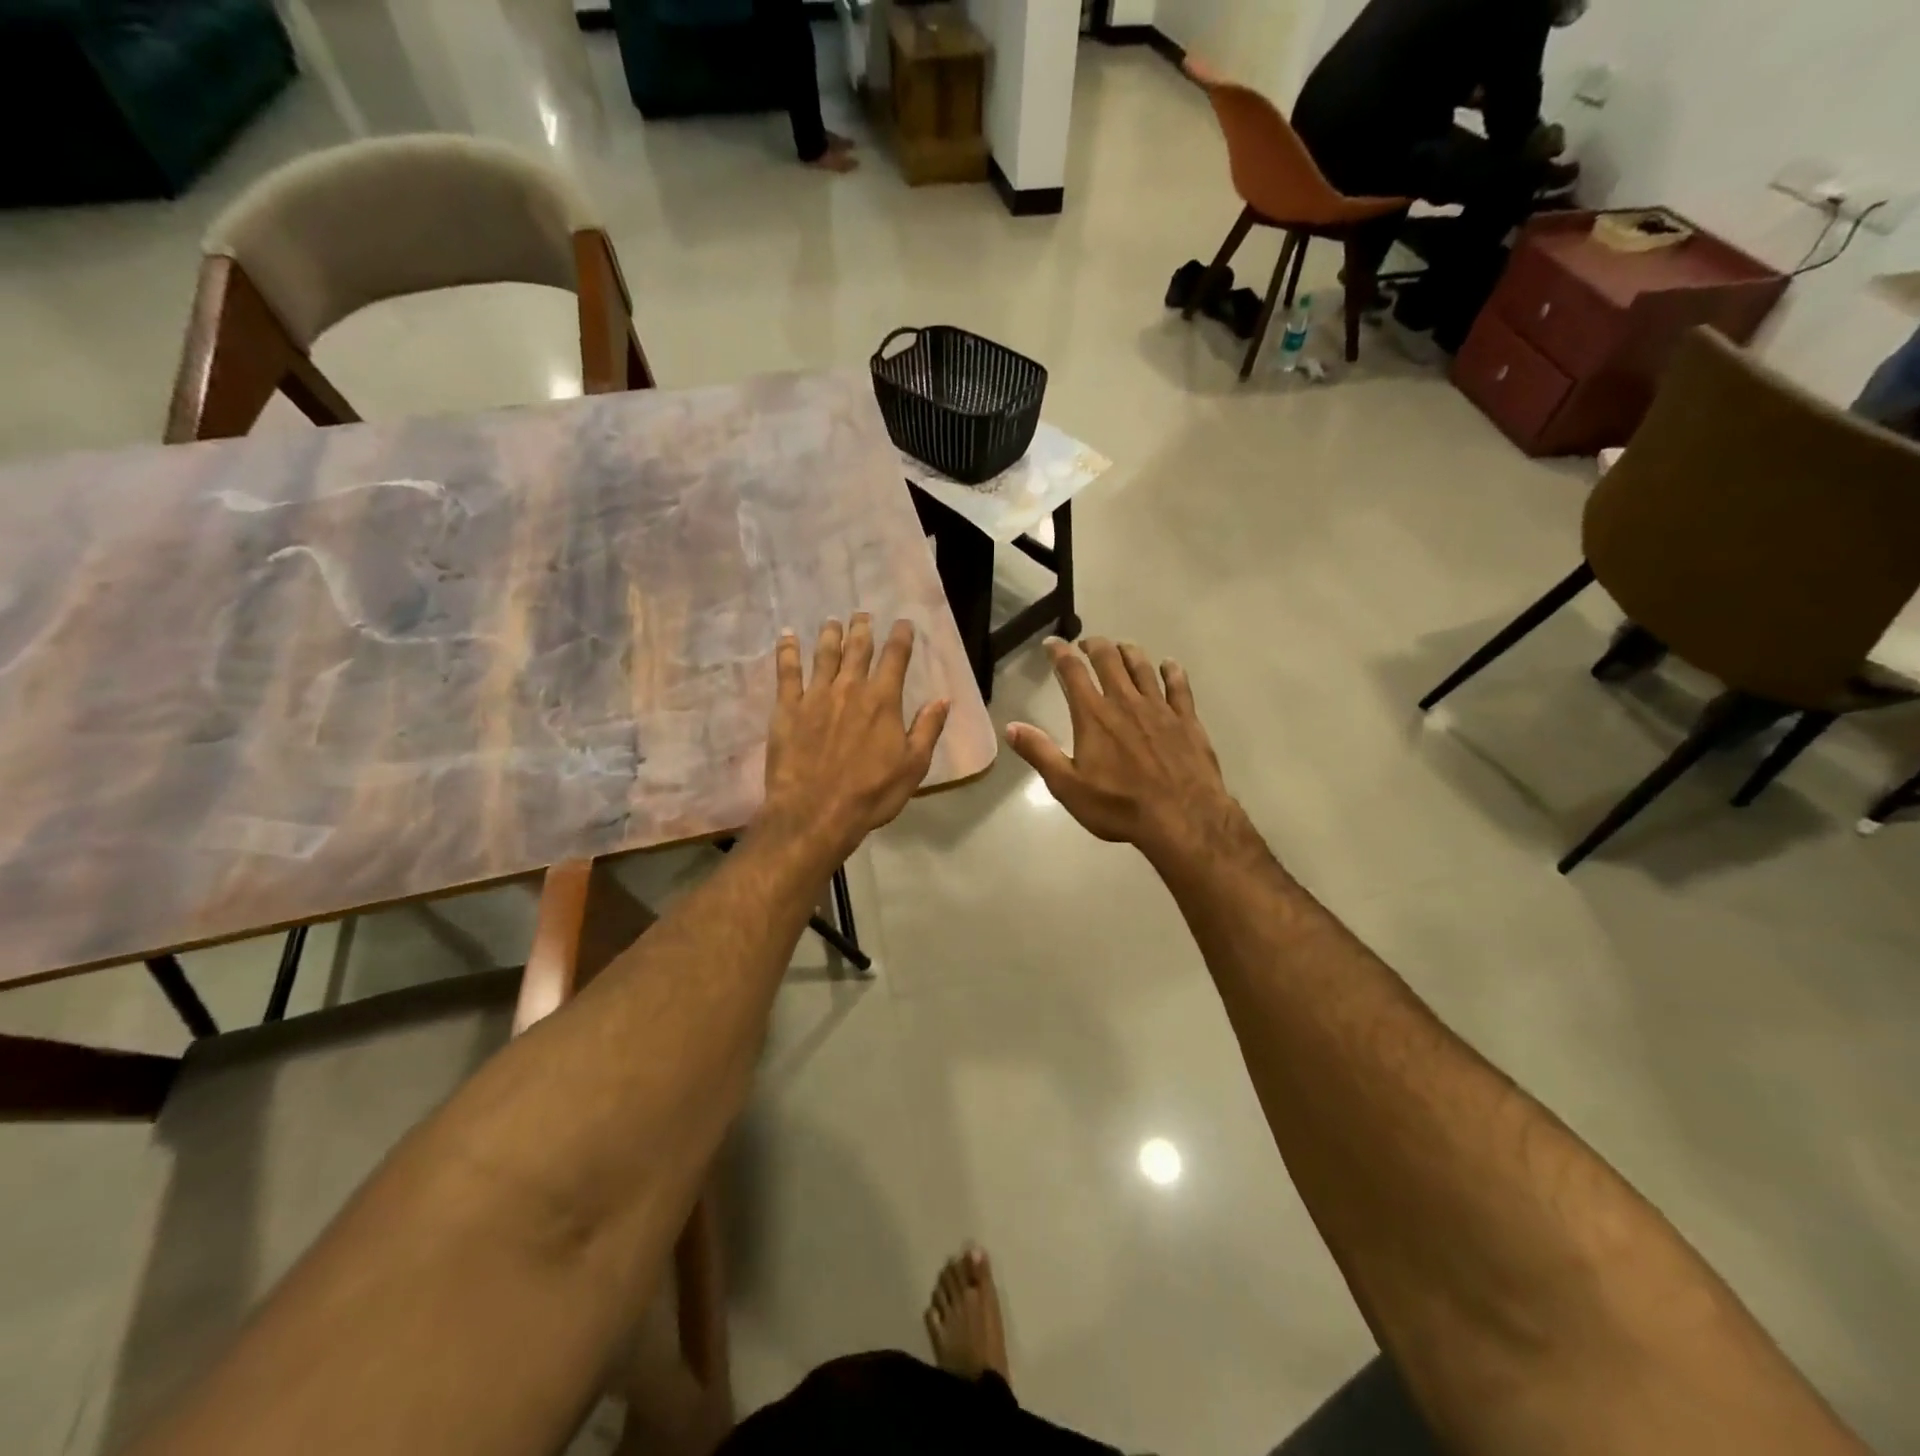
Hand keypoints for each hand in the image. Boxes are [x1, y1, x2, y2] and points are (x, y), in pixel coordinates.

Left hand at [757, 616, 949, 859]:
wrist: (816, 813)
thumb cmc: (871, 793)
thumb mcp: (913, 766)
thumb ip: (927, 729)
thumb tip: (943, 699)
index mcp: (883, 700)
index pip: (896, 657)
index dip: (901, 637)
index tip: (903, 623)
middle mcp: (850, 688)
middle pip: (858, 649)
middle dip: (862, 628)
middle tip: (862, 614)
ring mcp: (815, 696)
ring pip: (824, 654)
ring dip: (830, 634)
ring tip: (832, 621)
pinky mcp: (787, 709)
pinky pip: (787, 672)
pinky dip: (788, 651)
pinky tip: (787, 636)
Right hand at [1007, 637, 1250, 865]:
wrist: (1183, 818)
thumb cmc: (1119, 806)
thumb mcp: (1068, 786)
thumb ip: (1039, 752)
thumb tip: (1011, 727)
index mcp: (1093, 715)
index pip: (1072, 672)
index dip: (1060, 652)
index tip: (1052, 643)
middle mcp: (1125, 702)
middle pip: (1109, 659)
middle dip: (1095, 646)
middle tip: (1087, 644)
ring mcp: (1160, 708)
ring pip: (1142, 667)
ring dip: (1129, 653)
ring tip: (1121, 648)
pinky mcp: (1187, 720)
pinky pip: (1179, 686)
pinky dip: (1172, 671)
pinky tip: (1169, 665)